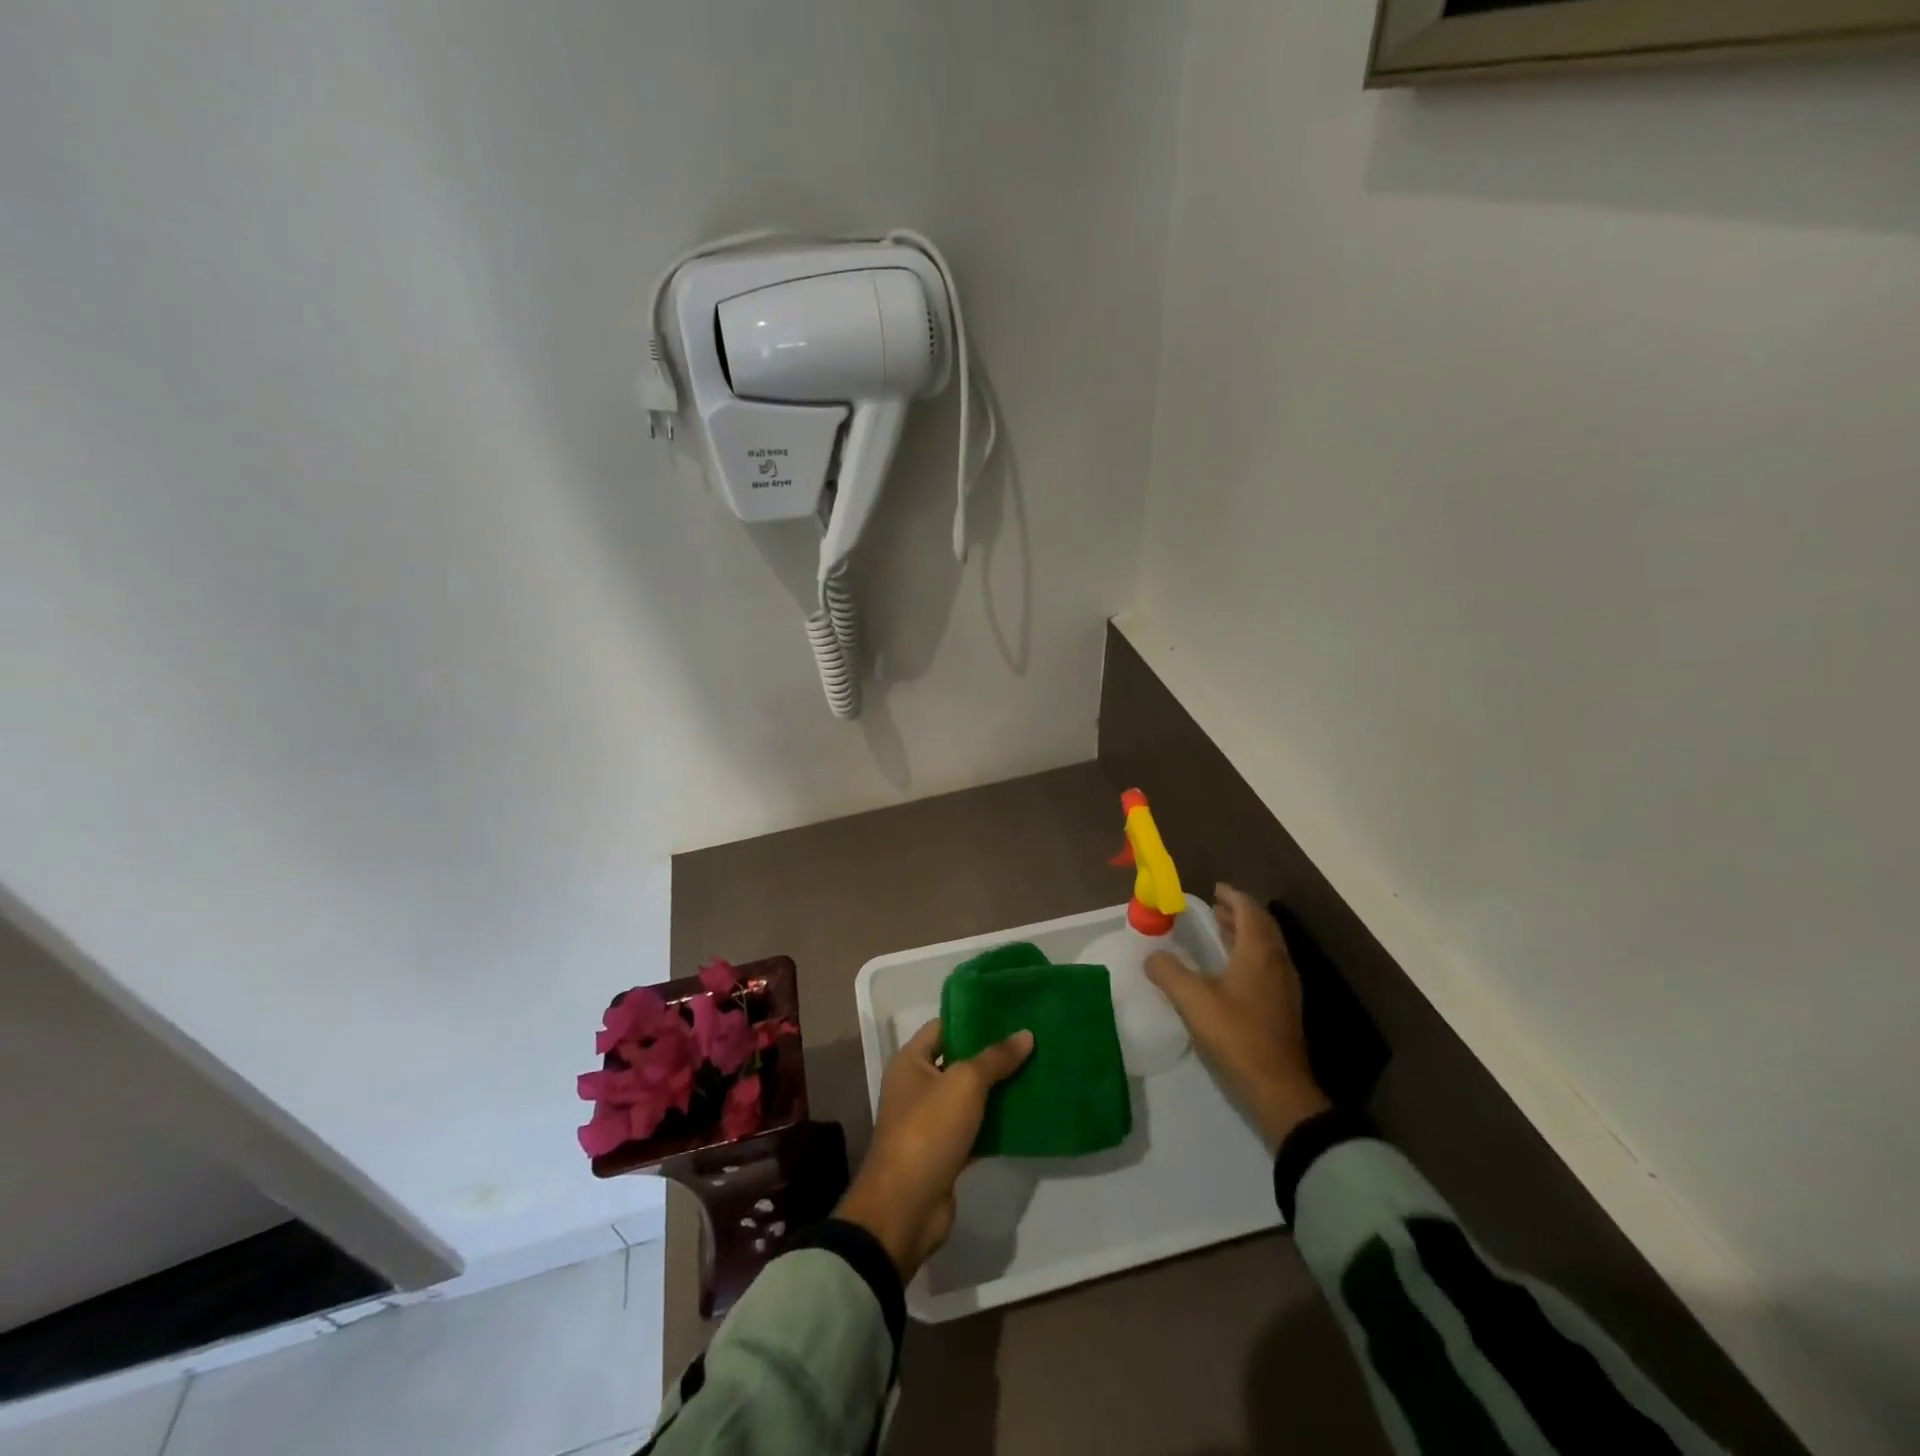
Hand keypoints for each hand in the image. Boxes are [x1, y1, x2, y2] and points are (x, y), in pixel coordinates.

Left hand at [835, 1019, 1033, 1278]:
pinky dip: (996, 1124)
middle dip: (991, 1055)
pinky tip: (1026, 1115)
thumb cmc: (928, 1130)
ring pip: (969, 1098)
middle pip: (958, 1062)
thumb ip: (995, 1058)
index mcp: (910, 1062)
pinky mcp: (945, 1153)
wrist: (906, 1207)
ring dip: (997, 1090)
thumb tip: (1026, 1034)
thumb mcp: (964, 1084)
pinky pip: (975, 1129)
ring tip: (1035, 1072)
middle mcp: (916, 1087)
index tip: (1008, 1014)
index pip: (943, 1027)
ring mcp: (930, 1122)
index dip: (972, 1019)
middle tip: (1030, 1042)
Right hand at [1147, 884, 1331, 1151]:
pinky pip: (1267, 967)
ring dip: (1245, 935)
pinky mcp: (1283, 1010)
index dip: (1233, 897)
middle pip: (1262, 927)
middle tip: (1215, 908)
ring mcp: (1285, 988)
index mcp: (1259, 953)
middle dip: (1239, 914)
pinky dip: (1249, 956)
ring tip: (1220, 933)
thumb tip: (1152, 955)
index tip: (1215, 889)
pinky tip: (1230, 972)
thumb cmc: (1236, 1035)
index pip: (1250, 911)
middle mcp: (1277, 963)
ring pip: (1267, 948)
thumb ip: (1168, 972)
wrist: (1278, 1090)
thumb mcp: (1193, 1000)